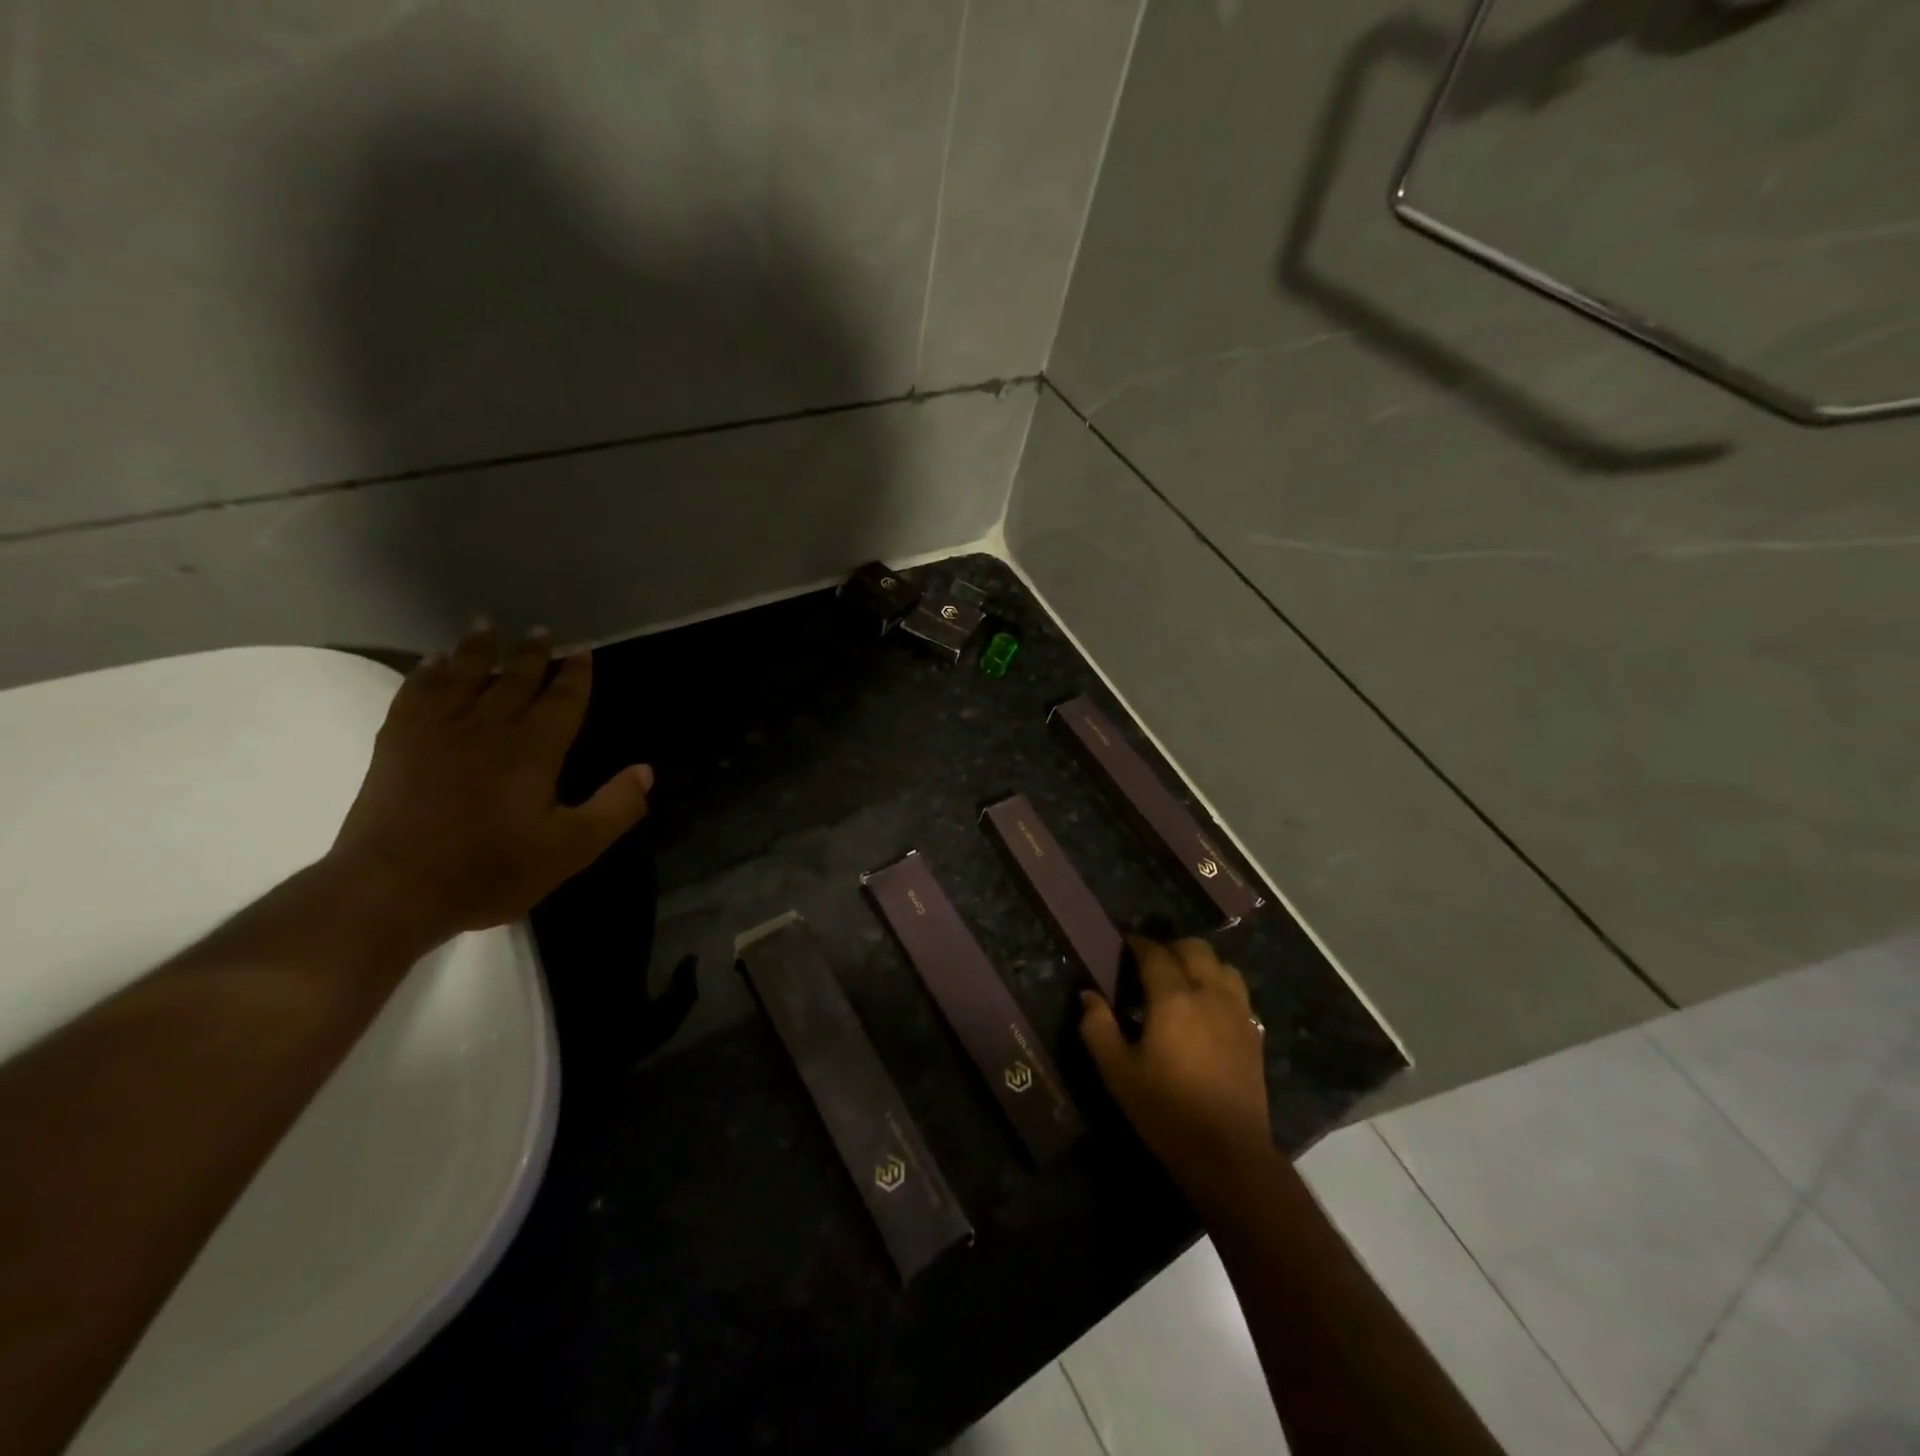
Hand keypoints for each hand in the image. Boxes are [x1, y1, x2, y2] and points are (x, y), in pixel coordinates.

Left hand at [328, 623, 651, 950]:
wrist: (393, 889)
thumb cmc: (491, 869)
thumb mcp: (571, 849)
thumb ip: (615, 808)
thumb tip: (646, 771)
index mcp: (534, 749)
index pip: (563, 700)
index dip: (576, 674)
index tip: (582, 650)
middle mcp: (489, 726)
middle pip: (515, 678)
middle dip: (532, 653)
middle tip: (541, 630)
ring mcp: (438, 730)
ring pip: (463, 675)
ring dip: (478, 649)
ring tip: (486, 625)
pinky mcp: (397, 742)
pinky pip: (415, 692)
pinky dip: (426, 672)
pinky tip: (433, 662)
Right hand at [1080, 937, 1271, 1194]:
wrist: (1228, 1153)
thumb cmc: (1165, 1111)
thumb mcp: (1117, 1072)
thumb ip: (1097, 1027)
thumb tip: (1088, 995)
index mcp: (1173, 998)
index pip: (1155, 953)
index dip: (1138, 944)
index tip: (1125, 944)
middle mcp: (1209, 994)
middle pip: (1195, 949)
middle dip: (1172, 947)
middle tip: (1151, 963)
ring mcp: (1237, 1013)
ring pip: (1223, 966)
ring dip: (1201, 963)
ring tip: (1183, 980)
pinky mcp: (1254, 1034)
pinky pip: (1239, 993)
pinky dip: (1222, 986)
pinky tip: (1209, 1008)